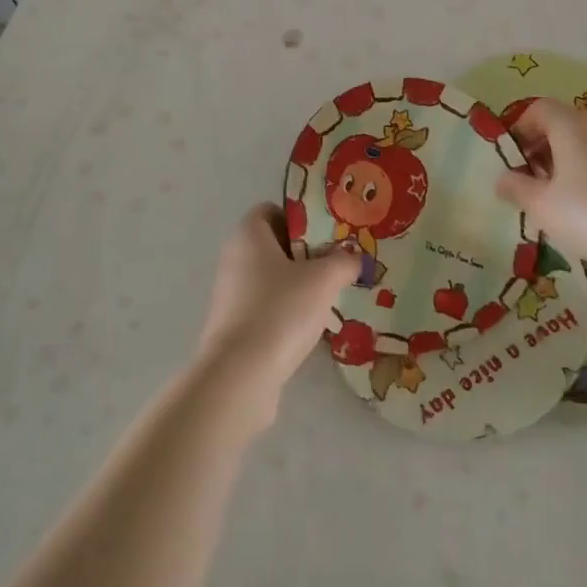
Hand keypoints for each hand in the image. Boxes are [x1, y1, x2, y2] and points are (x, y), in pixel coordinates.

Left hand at [192, 204, 357, 428]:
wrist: (240, 376)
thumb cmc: (280, 310)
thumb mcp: (323, 279)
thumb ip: (343, 262)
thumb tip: (355, 258)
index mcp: (248, 235)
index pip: (272, 210)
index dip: (301, 217)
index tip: (329, 233)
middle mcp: (234, 258)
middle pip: (274, 245)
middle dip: (307, 253)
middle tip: (339, 263)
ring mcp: (231, 295)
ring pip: (272, 278)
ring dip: (299, 285)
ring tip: (332, 296)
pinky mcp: (234, 327)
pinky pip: (267, 307)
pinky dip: (288, 311)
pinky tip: (312, 326)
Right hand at [494, 99, 586, 296]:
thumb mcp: (541, 206)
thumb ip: (516, 189)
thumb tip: (503, 178)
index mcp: (572, 127)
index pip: (539, 108)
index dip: (519, 127)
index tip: (509, 157)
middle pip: (562, 128)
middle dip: (539, 151)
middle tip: (525, 182)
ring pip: (585, 152)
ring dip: (563, 170)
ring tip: (552, 205)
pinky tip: (584, 219)